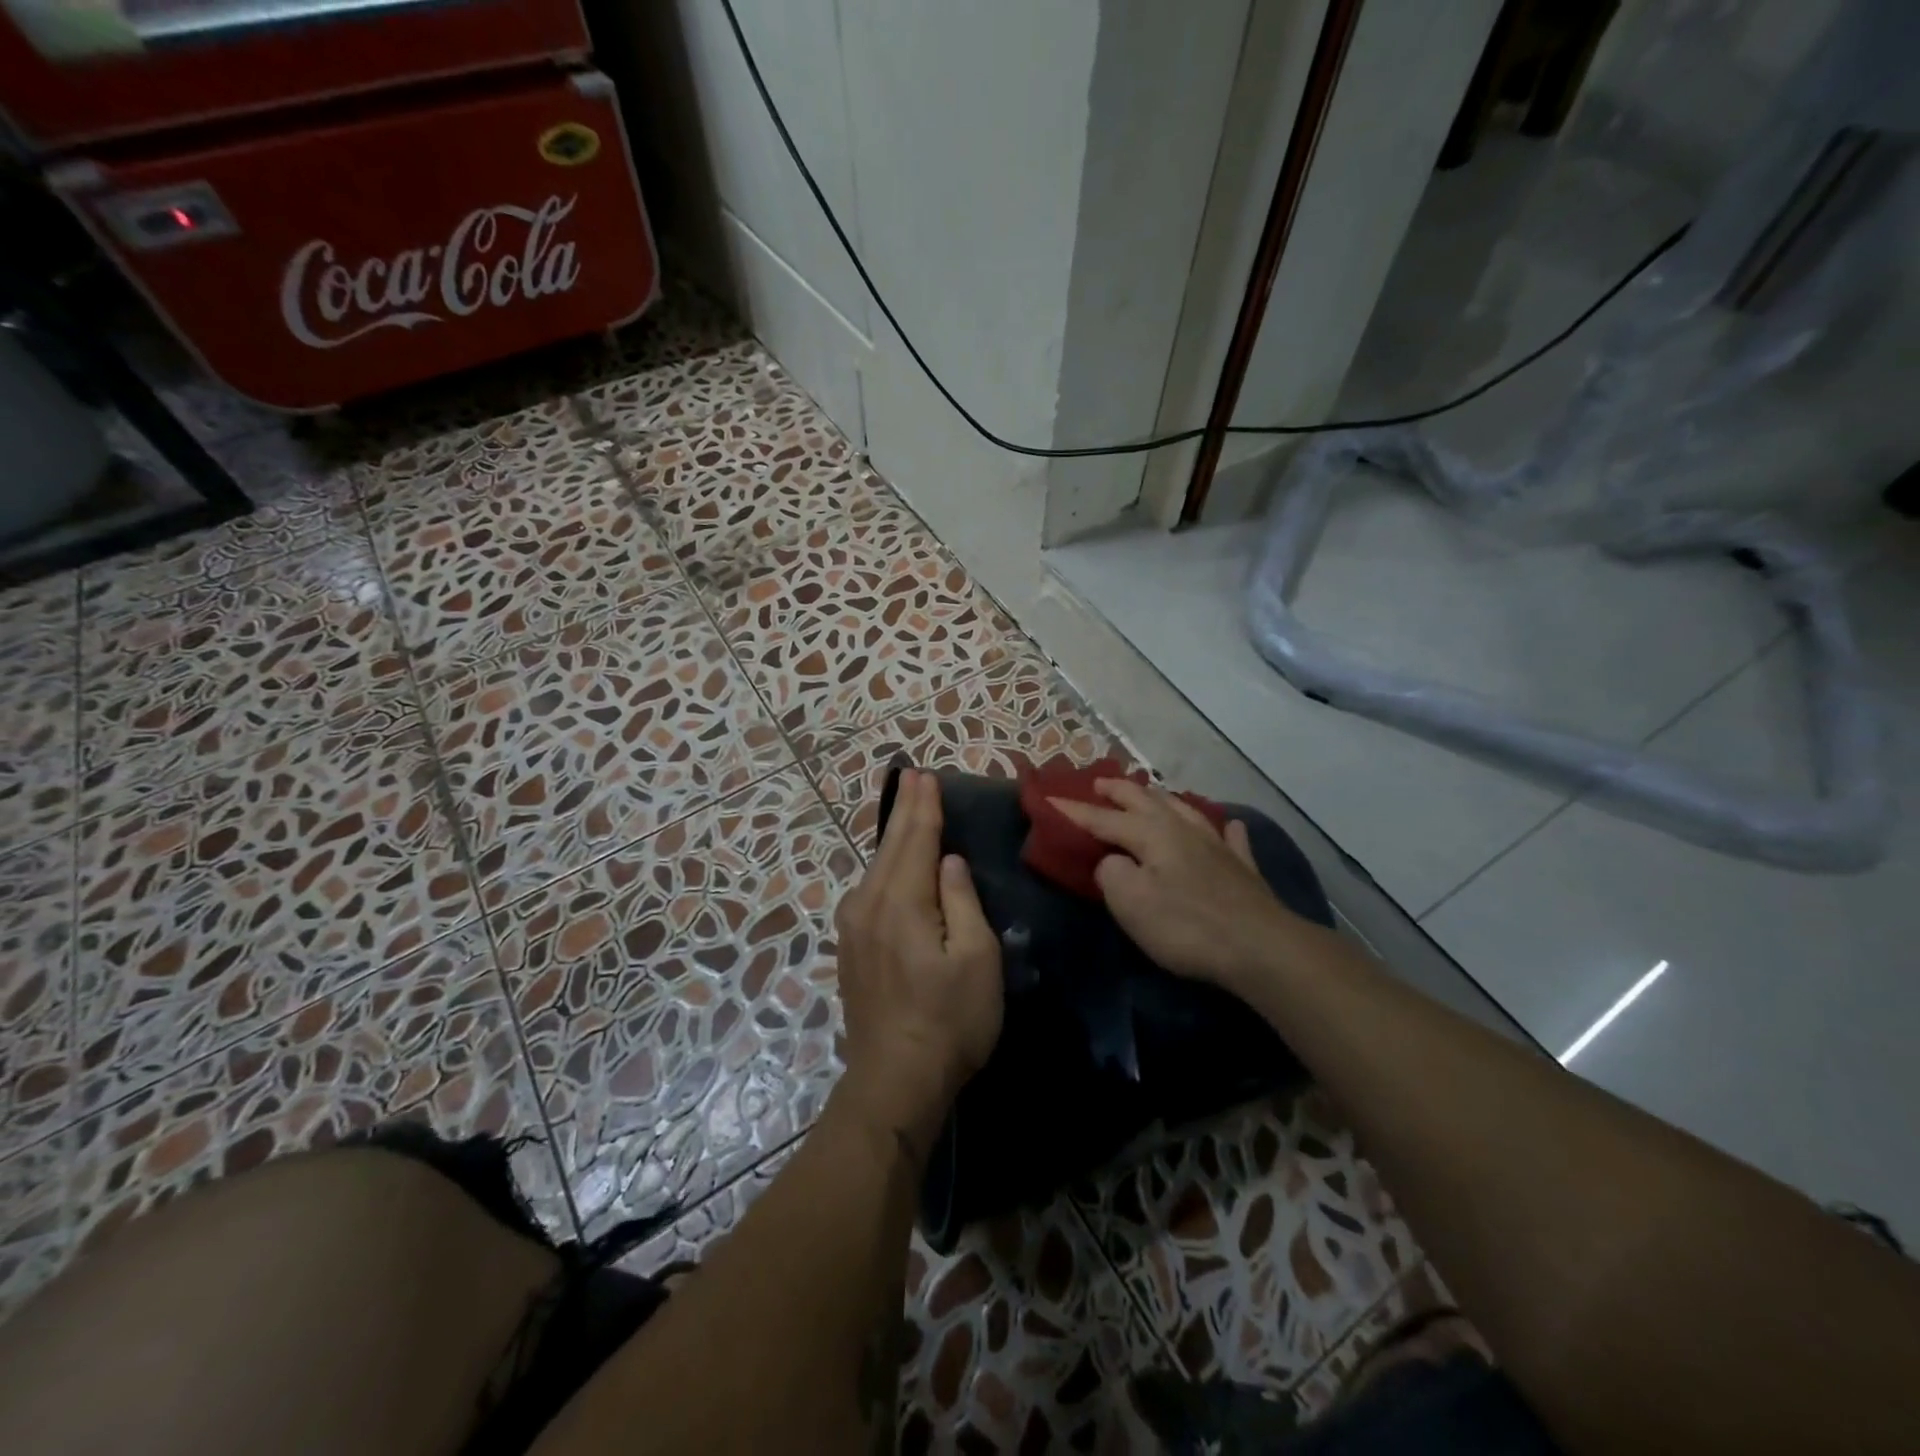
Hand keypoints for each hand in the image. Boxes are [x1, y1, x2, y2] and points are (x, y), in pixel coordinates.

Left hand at [833, 770, 1003, 1156]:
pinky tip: (889, 862)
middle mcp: (869, 904)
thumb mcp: (976, 959)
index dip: (925, 807)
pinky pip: (869, 889)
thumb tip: (948, 861)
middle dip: (905, 810)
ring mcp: (853, 927)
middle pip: (891, 846)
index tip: (926, 775)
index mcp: (902, 902)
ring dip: (893, 835)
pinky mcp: (850, 948)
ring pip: (875, 867)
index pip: (916, 840)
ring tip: (905, 809)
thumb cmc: (949, 1020)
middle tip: (912, 776)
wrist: (894, 1080)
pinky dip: (883, 865)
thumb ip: (961, 901)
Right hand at [1050, 779, 1295, 992]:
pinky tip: (1227, 826)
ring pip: (1184, 809)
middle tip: (1099, 783)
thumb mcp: (1130, 902)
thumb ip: (1110, 873)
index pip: (1104, 819)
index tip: (1050, 801)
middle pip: (1145, 800)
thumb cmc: (1186, 925)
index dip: (1075, 811)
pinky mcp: (1242, 867)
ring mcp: (1217, 845)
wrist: (1260, 947)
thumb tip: (1111, 862)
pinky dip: (1223, 828)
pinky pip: (1230, 837)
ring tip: (1148, 793)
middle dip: (1118, 790)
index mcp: (1151, 834)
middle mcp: (1183, 828)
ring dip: (1160, 798)